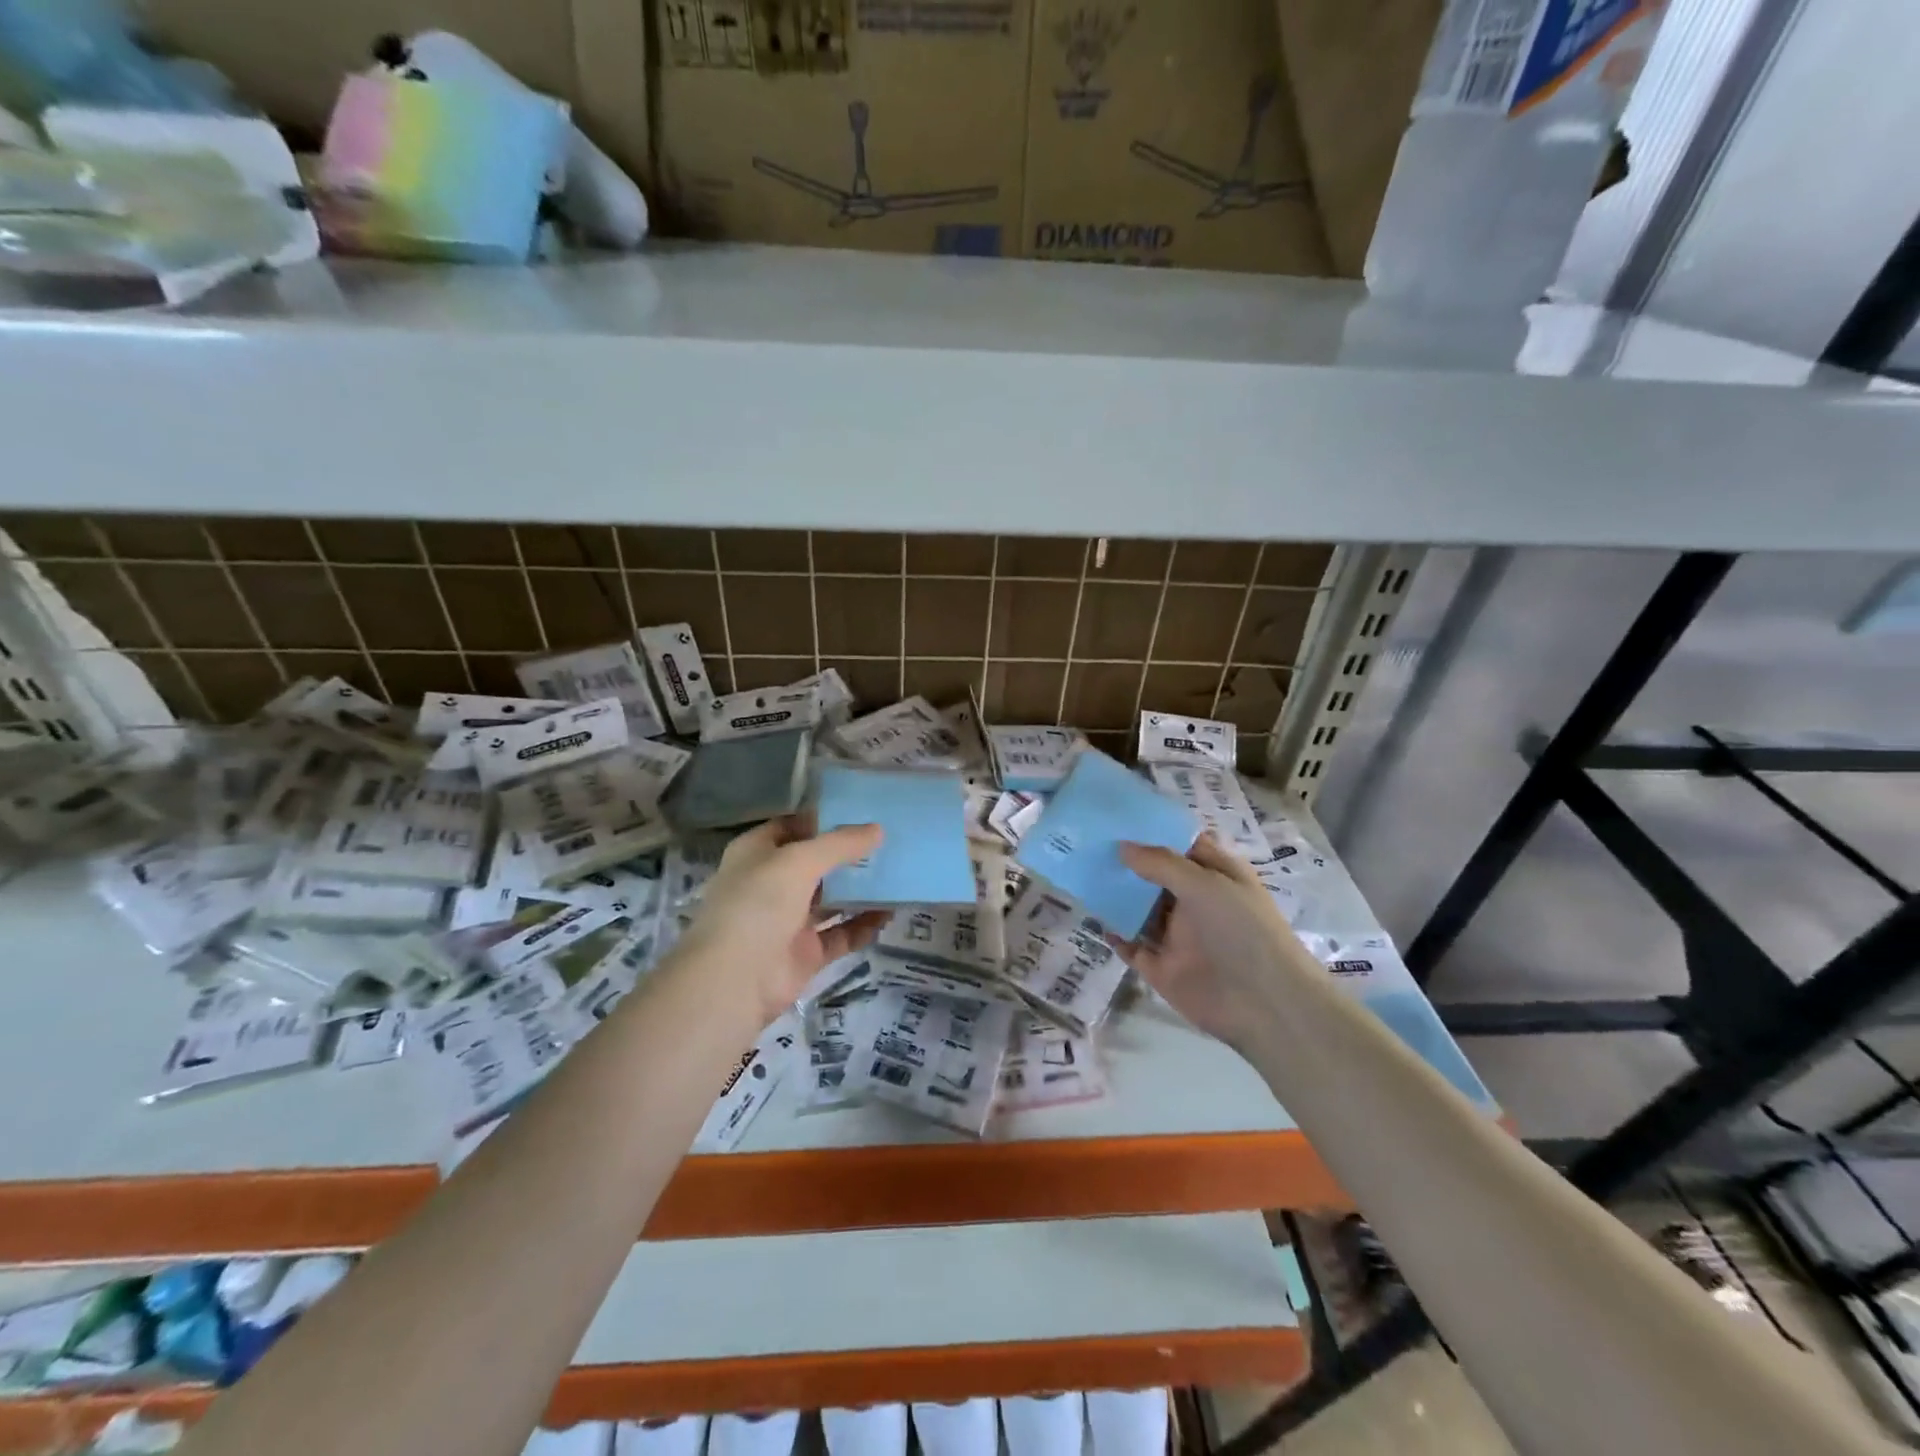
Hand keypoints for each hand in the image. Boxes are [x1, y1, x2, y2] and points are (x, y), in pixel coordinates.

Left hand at [677, 817, 890, 1024]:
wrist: (734, 982)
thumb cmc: (757, 905)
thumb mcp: (798, 861)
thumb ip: (840, 844)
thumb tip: (878, 829)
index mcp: (757, 853)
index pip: (793, 827)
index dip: (823, 819)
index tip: (863, 812)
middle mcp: (771, 884)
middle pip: (815, 863)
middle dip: (848, 854)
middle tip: (889, 842)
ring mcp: (788, 921)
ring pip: (830, 899)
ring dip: (860, 890)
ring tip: (897, 874)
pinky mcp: (806, 953)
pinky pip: (841, 934)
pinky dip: (863, 925)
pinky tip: (890, 913)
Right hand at [1108, 835, 1310, 1047]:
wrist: (1264, 1003)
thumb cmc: (1243, 930)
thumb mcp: (1206, 883)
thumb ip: (1161, 863)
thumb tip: (1122, 847)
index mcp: (1216, 876)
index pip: (1182, 846)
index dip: (1154, 832)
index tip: (1118, 819)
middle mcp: (1196, 903)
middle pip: (1156, 877)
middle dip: (1128, 863)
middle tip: (1089, 844)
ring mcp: (1178, 936)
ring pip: (1140, 911)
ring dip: (1117, 897)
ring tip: (1083, 876)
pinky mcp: (1162, 968)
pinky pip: (1132, 947)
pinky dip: (1115, 935)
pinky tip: (1096, 919)